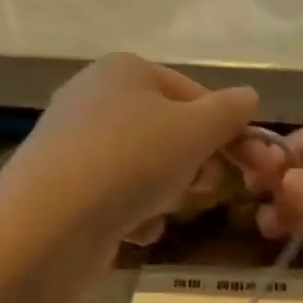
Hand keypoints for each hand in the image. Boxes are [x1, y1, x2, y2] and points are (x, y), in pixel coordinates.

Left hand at [0, 54, 264, 251]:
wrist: (53, 220)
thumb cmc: (133, 160)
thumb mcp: (196, 129)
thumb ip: (230, 111)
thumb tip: (249, 98)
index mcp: (126, 70)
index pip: (193, 93)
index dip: (224, 129)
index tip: (247, 164)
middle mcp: (96, 98)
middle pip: (169, 133)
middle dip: (193, 165)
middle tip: (203, 188)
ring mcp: (76, 145)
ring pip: (146, 170)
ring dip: (166, 195)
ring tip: (160, 211)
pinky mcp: (65, 188)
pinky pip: (117, 198)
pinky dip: (134, 215)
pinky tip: (134, 232)